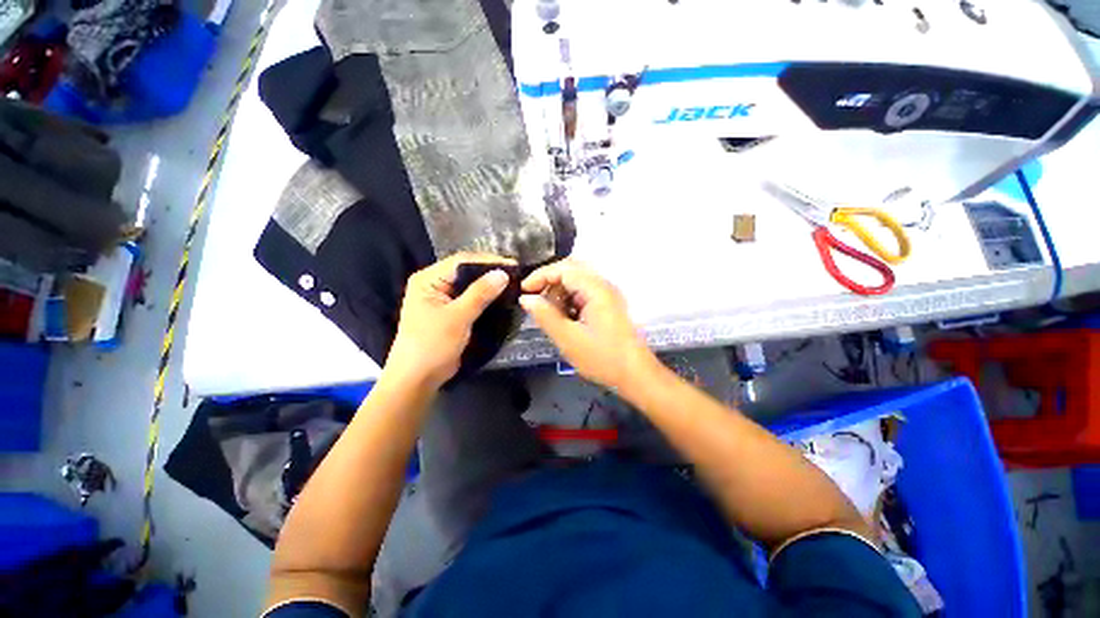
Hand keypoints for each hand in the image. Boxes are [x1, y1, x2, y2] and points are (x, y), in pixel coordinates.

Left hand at [385, 253, 513, 389]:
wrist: (418, 379)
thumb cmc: (432, 345)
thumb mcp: (457, 317)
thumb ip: (480, 294)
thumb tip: (503, 273)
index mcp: (428, 279)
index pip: (462, 262)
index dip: (488, 261)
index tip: (514, 265)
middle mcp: (434, 284)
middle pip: (466, 271)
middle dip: (490, 272)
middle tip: (516, 275)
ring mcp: (442, 299)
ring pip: (470, 285)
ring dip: (490, 286)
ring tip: (513, 284)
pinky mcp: (450, 312)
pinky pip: (471, 299)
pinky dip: (485, 298)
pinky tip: (502, 298)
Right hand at [519, 260, 654, 389]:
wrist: (636, 375)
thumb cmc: (603, 358)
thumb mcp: (568, 339)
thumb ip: (545, 316)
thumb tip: (526, 298)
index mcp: (596, 289)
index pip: (563, 268)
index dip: (540, 276)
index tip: (524, 292)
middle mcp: (603, 285)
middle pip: (571, 270)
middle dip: (549, 282)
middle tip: (535, 300)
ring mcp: (607, 294)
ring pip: (576, 281)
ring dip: (559, 292)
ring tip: (550, 314)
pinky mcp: (607, 305)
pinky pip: (583, 293)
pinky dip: (569, 300)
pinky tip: (564, 319)